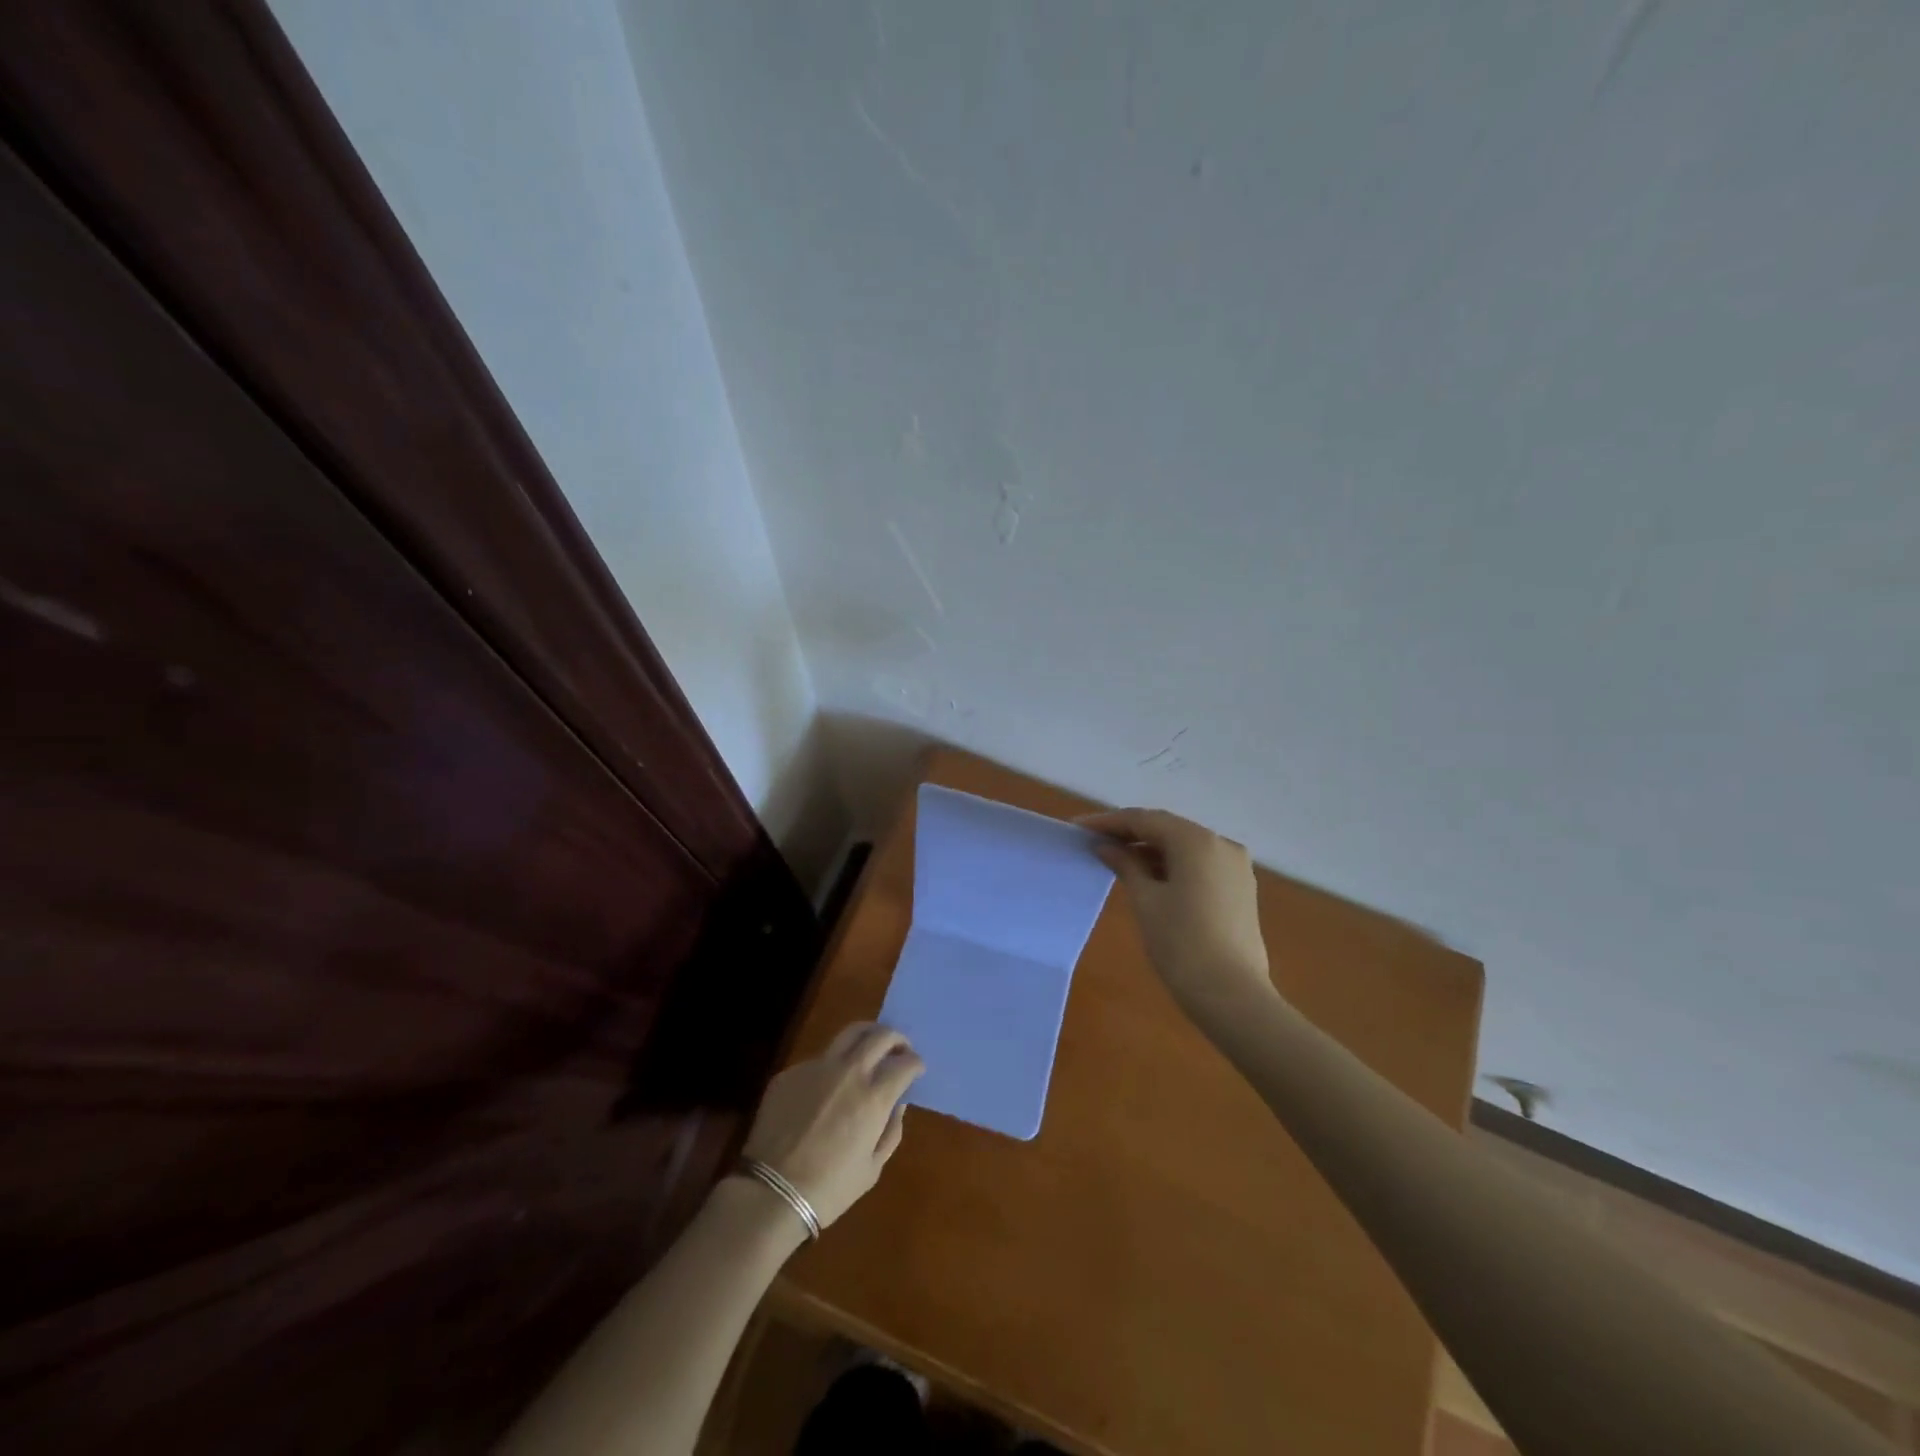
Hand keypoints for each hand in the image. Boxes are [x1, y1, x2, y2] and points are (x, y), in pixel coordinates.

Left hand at [740, 1023, 923, 1229]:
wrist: (771, 1193)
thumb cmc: (829, 1189)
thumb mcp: (872, 1169)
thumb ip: (891, 1131)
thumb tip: (898, 1104)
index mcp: (874, 1097)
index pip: (905, 1063)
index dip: (916, 1063)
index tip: (916, 1069)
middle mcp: (849, 1072)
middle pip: (880, 1036)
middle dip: (896, 1039)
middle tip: (899, 1048)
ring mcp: (817, 1067)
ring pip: (849, 1034)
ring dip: (867, 1036)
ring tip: (869, 1047)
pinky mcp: (791, 1072)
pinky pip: (819, 1060)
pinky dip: (832, 1066)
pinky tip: (826, 1087)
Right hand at [1080, 808, 1277, 1024]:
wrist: (1232, 996)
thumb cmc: (1181, 944)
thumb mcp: (1146, 901)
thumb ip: (1126, 865)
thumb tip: (1107, 847)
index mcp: (1197, 841)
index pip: (1145, 820)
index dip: (1110, 822)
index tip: (1079, 828)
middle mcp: (1221, 844)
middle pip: (1168, 829)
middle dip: (1130, 833)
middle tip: (1095, 841)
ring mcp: (1235, 867)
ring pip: (1185, 847)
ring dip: (1151, 850)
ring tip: (1116, 860)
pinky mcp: (1239, 889)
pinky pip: (1199, 864)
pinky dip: (1172, 865)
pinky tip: (1148, 877)